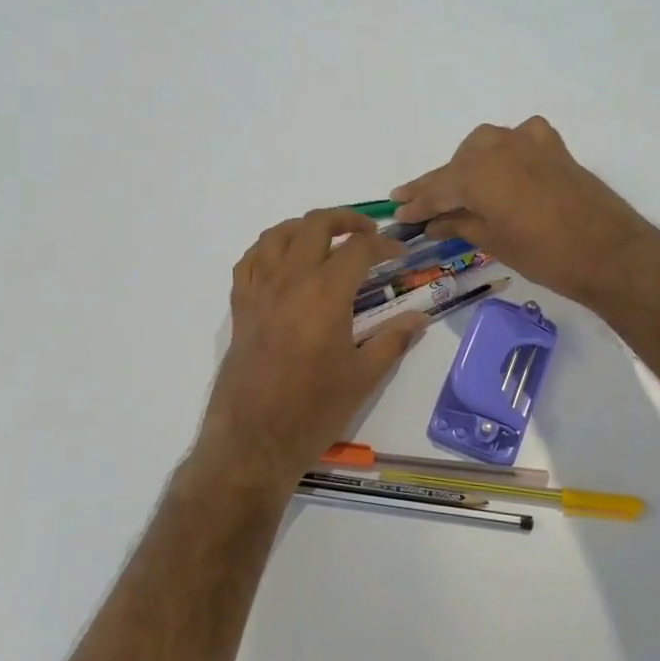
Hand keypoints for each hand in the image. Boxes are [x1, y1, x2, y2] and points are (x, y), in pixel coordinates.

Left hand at [197, 208, 428, 490]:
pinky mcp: (240, 307)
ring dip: (305, 227)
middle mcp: (290, 280)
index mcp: (326, 293)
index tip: (399, 255)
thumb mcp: (363, 377)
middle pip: (315, 224)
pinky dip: (269, 249)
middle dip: (346, 219)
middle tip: (366, 234)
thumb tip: (420, 318)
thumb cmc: (314, 411)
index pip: (359, 248)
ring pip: (277, 234)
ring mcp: (259, 291)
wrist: (253, 441)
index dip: (384, 245)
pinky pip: (250, 261)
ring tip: (325, 240)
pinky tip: (283, 262)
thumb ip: (393, 340)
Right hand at [391, 117, 657, 304]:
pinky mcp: (553, 147)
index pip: (436, 188)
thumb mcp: (493, 242)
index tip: (397, 211)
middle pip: (457, 164)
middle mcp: (497, 147)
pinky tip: (505, 165)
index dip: (416, 202)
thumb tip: (432, 223)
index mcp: (477, 173)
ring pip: (485, 146)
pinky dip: (506, 150)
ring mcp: (528, 142)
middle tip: (420, 203)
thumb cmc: (544, 255)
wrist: (610, 252)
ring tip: (459, 189)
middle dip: (438, 184)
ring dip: (468, 165)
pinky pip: (519, 139)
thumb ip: (458, 225)